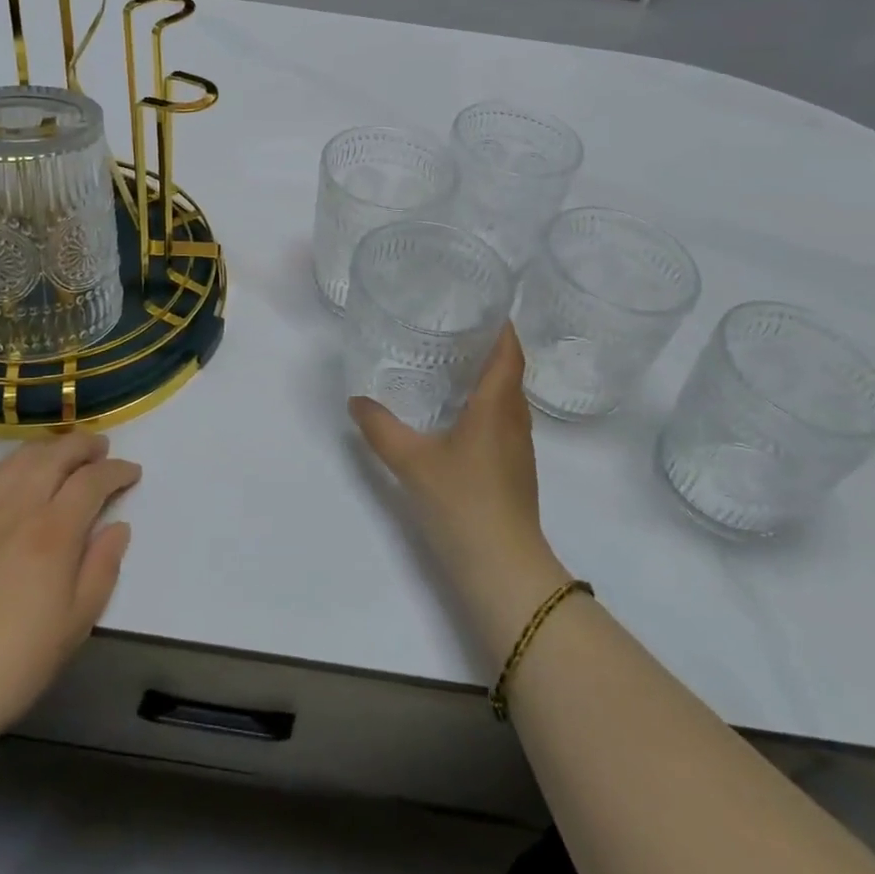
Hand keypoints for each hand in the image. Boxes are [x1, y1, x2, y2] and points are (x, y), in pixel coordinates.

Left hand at [0, 431, 139, 767]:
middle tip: (102, 451)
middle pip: (56, 455)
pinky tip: (18, 474)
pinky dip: (11, 464)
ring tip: (65, 455)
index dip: (117, 471)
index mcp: (53, 534)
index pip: (92, 480)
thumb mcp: (76, 624)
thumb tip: (118, 526)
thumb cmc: (15, 663)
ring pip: (21, 458)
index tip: (132, 473)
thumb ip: (103, 567)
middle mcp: (18, 509)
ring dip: (50, 448)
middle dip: (85, 446)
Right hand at [350, 324, 570, 664]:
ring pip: (508, 398)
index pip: (510, 352)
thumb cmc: (463, 503)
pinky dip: (487, 405)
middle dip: (489, 346)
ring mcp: (519, 448)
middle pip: (511, 371)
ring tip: (452, 364)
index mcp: (497, 406)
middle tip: (454, 327)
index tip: (482, 304)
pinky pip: (504, 421)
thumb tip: (356, 402)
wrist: (503, 569)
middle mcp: (515, 420)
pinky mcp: (515, 470)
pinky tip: (458, 414)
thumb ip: (381, 429)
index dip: (502, 325)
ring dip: (489, 377)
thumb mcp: (412, 462)